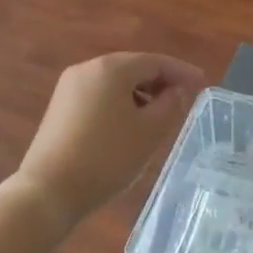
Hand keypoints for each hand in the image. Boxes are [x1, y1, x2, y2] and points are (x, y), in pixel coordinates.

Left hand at [14, 53, 204, 231]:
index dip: (182, 72)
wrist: (49, 190)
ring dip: (140, 93)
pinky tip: (129, 124)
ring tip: (159, 116)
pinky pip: (99, 95)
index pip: (156, 61)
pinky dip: (120, 103)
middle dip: (160, 82)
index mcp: (111, 68)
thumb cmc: (107, 158)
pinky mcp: (60, 107)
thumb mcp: (149, 132)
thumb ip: (170, 105)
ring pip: (115, 82)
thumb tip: (175, 91)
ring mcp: (70, 87)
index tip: (203, 84)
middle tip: (184, 100)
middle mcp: (88, 68)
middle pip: (133, 68)